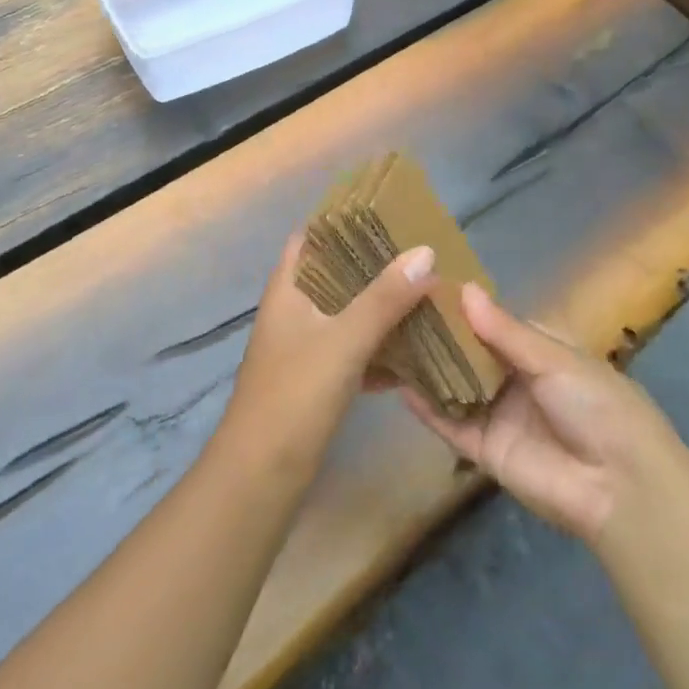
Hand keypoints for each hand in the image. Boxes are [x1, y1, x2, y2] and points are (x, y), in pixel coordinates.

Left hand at [219, 233, 438, 478]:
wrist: (261, 477)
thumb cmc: (295, 395)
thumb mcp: (343, 340)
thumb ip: (384, 298)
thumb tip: (426, 252)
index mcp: (289, 288)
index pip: (313, 236)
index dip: (344, 220)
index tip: (388, 211)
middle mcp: (295, 309)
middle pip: (337, 273)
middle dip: (376, 264)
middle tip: (421, 253)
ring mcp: (306, 345)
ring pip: (349, 312)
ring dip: (382, 305)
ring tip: (427, 293)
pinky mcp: (319, 378)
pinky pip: (356, 350)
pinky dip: (381, 347)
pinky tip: (418, 351)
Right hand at [402, 284, 680, 546]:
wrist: (621, 487)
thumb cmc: (597, 404)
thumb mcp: (554, 358)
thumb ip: (504, 330)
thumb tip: (464, 289)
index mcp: (539, 351)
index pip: (493, 323)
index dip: (463, 307)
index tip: (424, 283)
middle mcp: (515, 380)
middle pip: (469, 353)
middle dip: (438, 335)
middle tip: (393, 307)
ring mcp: (498, 415)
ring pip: (455, 385)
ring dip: (427, 367)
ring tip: (386, 339)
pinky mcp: (485, 451)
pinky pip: (451, 425)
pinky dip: (427, 408)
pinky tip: (398, 386)